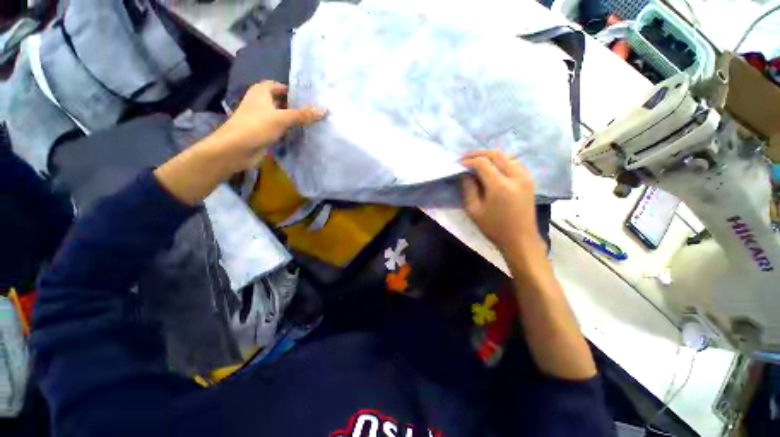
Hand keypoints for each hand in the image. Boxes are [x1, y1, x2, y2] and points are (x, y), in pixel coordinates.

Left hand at [209, 81, 326, 171]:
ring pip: (280, 117)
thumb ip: (303, 114)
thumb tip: (325, 110)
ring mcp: (259, 118)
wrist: (233, 151)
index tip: (313, 98)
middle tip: (317, 111)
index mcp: (262, 90)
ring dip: (292, 121)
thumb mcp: (282, 118)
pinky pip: (276, 130)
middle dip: (297, 107)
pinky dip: (286, 133)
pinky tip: (301, 136)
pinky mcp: (259, 133)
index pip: (283, 87)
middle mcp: (260, 101)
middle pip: (282, 102)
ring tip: (314, 123)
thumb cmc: (255, 126)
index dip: (296, 92)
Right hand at [461, 150, 544, 256]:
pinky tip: (497, 169)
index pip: (482, 162)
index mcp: (500, 185)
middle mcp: (514, 176)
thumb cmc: (496, 229)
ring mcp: (524, 177)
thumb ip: (468, 189)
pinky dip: (505, 162)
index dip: (469, 160)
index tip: (459, 164)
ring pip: (506, 157)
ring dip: (492, 157)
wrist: (521, 239)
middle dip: (479, 153)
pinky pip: (516, 163)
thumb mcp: (474, 211)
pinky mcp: (529, 180)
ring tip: (481, 163)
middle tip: (467, 158)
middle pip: (495, 154)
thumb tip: (465, 173)